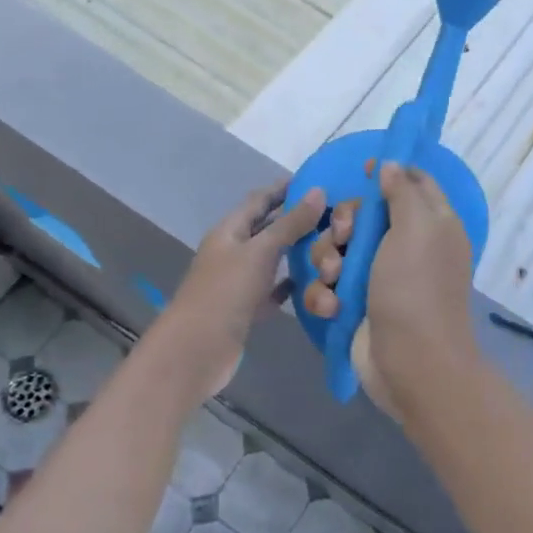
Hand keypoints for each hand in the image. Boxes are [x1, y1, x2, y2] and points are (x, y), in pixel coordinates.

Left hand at [165, 181, 325, 395]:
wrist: (197, 350)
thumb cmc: (225, 293)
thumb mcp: (260, 252)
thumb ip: (290, 223)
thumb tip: (319, 191)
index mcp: (230, 230)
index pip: (260, 199)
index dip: (285, 188)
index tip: (319, 181)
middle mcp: (233, 251)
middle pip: (268, 228)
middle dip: (297, 220)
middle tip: (335, 216)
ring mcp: (239, 281)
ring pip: (273, 259)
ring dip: (298, 252)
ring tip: (332, 245)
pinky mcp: (247, 308)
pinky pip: (274, 289)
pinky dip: (292, 284)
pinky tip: (316, 284)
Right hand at [301, 163, 477, 415]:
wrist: (409, 362)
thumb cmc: (414, 288)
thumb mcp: (416, 228)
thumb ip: (402, 192)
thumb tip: (392, 165)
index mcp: (431, 224)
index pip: (412, 183)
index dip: (389, 173)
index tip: (364, 170)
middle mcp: (405, 247)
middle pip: (362, 216)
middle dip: (343, 223)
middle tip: (344, 236)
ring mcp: (378, 278)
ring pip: (337, 249)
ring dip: (327, 261)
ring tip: (334, 278)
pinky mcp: (355, 305)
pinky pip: (328, 285)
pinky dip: (325, 294)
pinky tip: (332, 307)